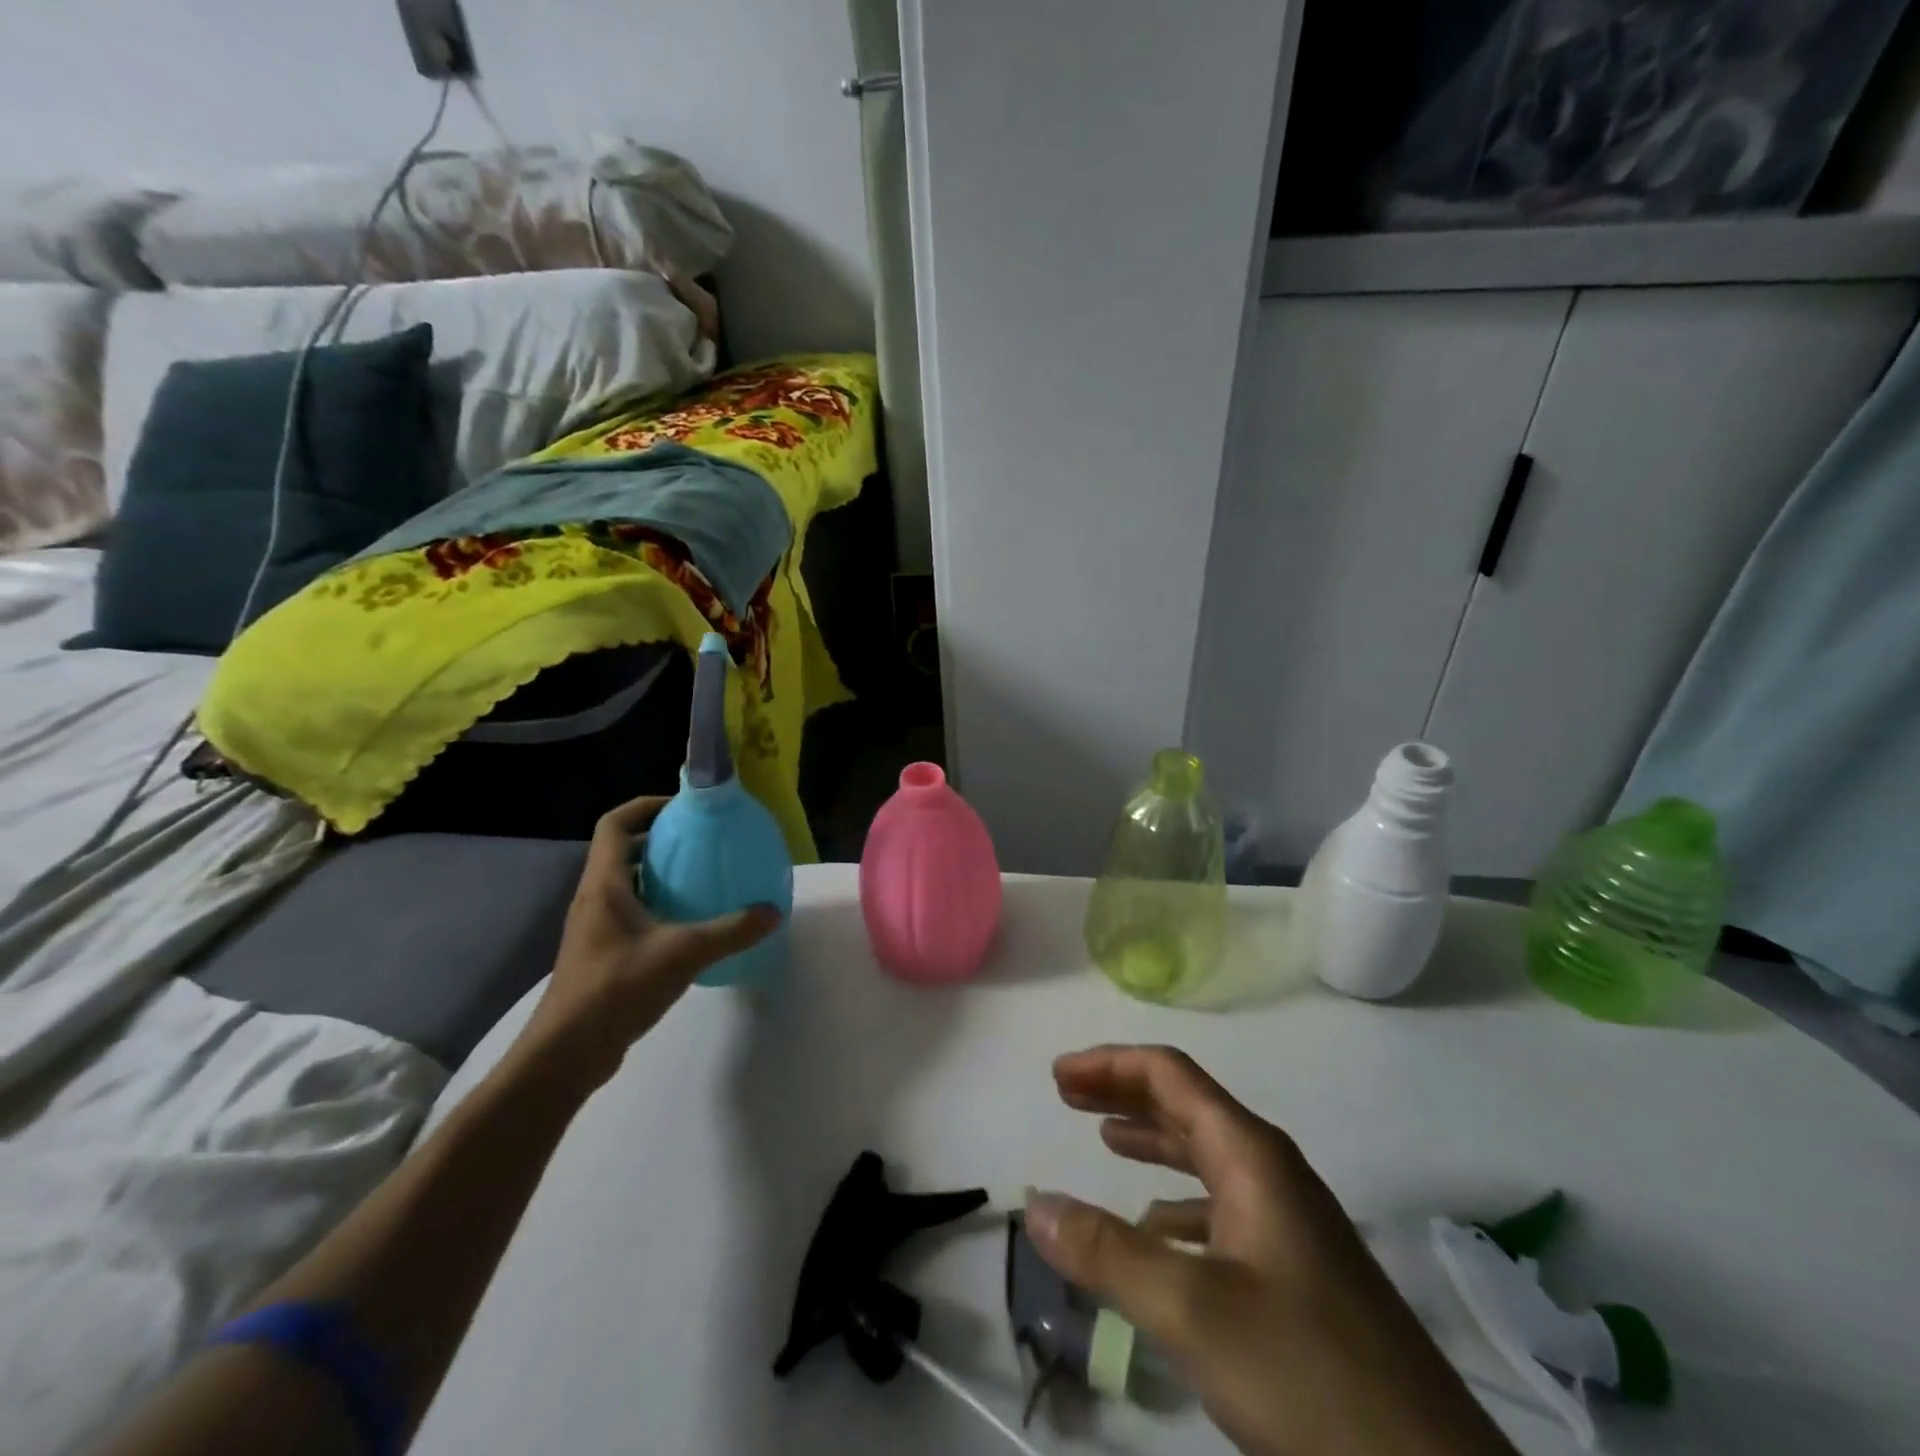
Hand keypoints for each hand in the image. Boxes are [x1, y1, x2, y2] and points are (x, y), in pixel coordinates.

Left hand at [517, 795, 779, 1084]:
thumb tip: (773, 912)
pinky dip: (658, 905)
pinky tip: (690, 923)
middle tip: (702, 841)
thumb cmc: (617, 988)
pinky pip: (632, 912)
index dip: (645, 806)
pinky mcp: (602, 953)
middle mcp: (595, 898)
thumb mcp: (683, 953)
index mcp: (604, 885)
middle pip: (622, 850)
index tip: (683, 807)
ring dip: (659, 873)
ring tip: (702, 876)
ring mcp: (595, 928)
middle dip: (660, 839)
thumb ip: (731, 931)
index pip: (615, 824)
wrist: (567, 1053)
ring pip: (627, 883)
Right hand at [1025, 1046, 1512, 1455]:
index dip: (1110, 1065)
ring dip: (1152, 1141)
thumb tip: (1035, 1205)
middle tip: (1067, 1096)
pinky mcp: (1298, 1272)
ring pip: (1206, 1157)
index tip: (1058, 1077)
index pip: (1171, 1075)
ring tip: (1105, 1143)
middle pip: (1187, 1107)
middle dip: (1124, 1093)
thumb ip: (1108, 1253)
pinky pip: (1222, 1209)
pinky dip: (1177, 1203)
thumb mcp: (1193, 1311)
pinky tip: (1157, 1232)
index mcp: (1251, 1156)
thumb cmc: (1310, 1376)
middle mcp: (1272, 1173)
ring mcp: (1290, 1223)